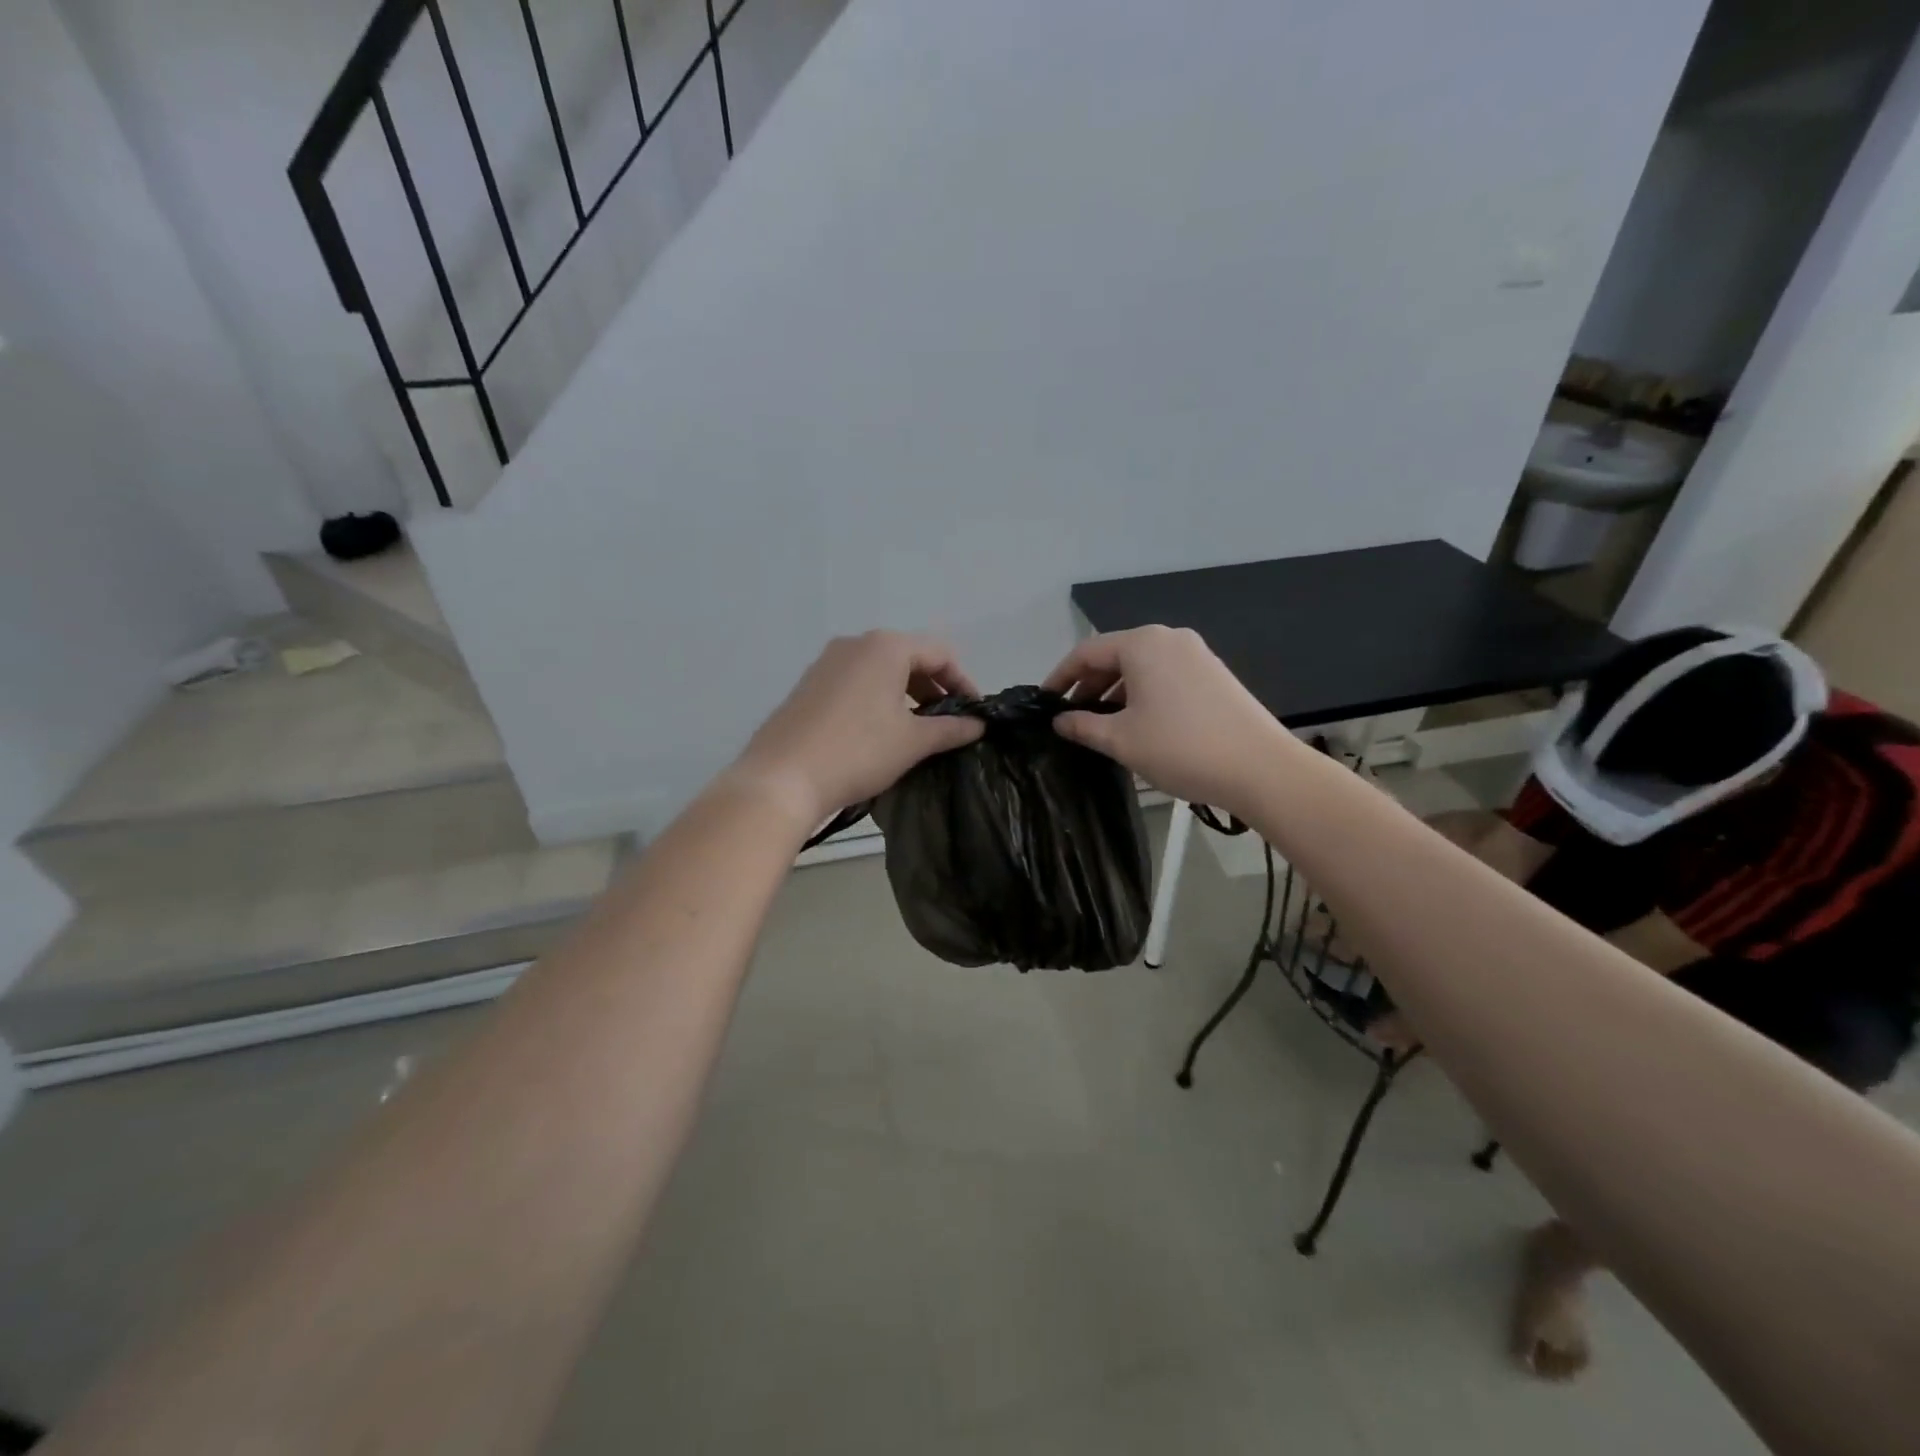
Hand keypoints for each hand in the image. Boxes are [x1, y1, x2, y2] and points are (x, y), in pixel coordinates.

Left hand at [732, 631, 984, 827]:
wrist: (781, 778)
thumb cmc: (857, 752)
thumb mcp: (913, 742)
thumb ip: (951, 729)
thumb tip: (979, 725)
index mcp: (885, 647)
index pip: (940, 653)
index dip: (963, 682)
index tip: (974, 713)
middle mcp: (855, 644)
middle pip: (909, 656)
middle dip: (934, 687)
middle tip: (948, 722)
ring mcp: (826, 662)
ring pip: (880, 669)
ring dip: (905, 694)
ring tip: (917, 729)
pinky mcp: (808, 684)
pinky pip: (855, 682)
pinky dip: (877, 698)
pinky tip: (879, 731)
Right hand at [1042, 626, 1290, 815]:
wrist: (1260, 768)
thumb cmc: (1181, 748)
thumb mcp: (1121, 740)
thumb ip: (1083, 726)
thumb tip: (1060, 721)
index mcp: (1143, 644)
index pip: (1086, 652)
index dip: (1060, 677)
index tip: (1044, 703)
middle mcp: (1169, 639)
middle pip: (1115, 655)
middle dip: (1088, 685)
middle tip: (1070, 717)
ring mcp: (1196, 654)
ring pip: (1140, 667)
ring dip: (1114, 692)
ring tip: (1100, 724)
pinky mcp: (1213, 674)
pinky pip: (1164, 676)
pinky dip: (1141, 694)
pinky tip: (1136, 723)